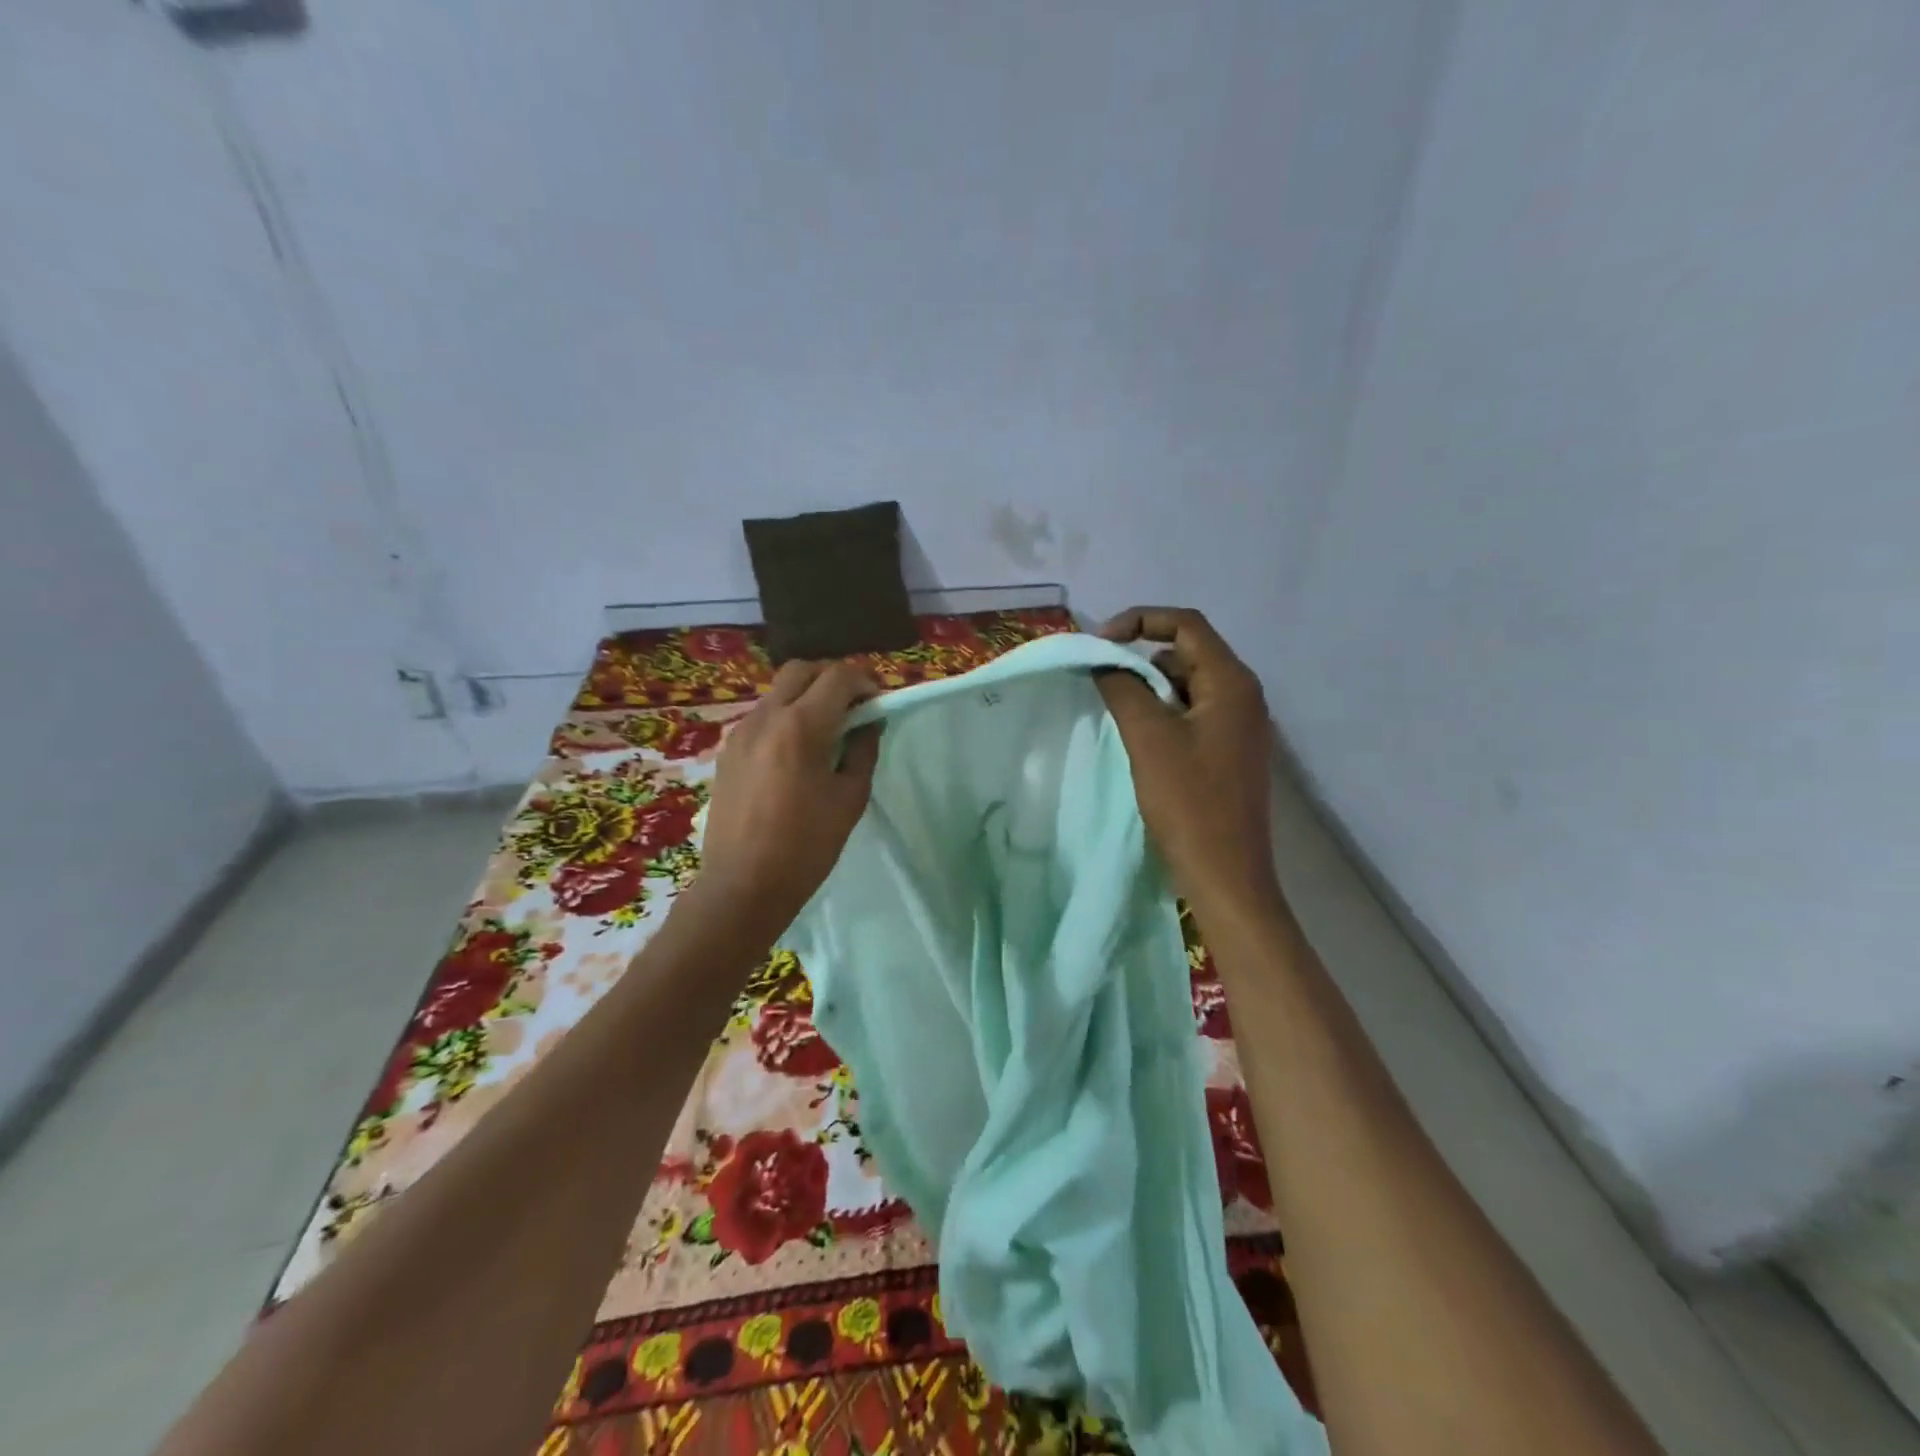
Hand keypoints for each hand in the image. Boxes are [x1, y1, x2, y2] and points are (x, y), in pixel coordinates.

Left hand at [684, 660, 881, 940]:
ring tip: (827, 730)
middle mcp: (766, 718)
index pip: (838, 676)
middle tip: (853, 707)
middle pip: (801, 669)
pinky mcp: (727, 751)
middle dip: (832, 678)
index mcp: (801, 727)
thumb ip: (863, 751)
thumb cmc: (806, 847)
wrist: (742, 886)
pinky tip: (797, 752)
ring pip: (778, 691)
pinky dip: (785, 716)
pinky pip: (762, 716)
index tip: (878, 704)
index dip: (865, 682)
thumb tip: (869, 723)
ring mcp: (741, 732)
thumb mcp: (850, 799)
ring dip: (806, 696)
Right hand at [1096, 607, 1280, 919]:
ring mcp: (1239, 726)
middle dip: (1142, 660)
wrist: (1225, 875)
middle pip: (1188, 653)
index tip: (1100, 643)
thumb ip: (1123, 689)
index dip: (1140, 621)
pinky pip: (1193, 715)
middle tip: (1104, 684)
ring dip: (1151, 691)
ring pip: (1188, 686)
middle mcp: (1243, 696)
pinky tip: (1141, 742)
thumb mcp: (1148, 738)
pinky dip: (1164, 715)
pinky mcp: (1230, 752)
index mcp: (1232, 683)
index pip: (1187, 625)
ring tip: (1120, 717)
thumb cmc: (1189, 803)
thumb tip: (1104, 660)